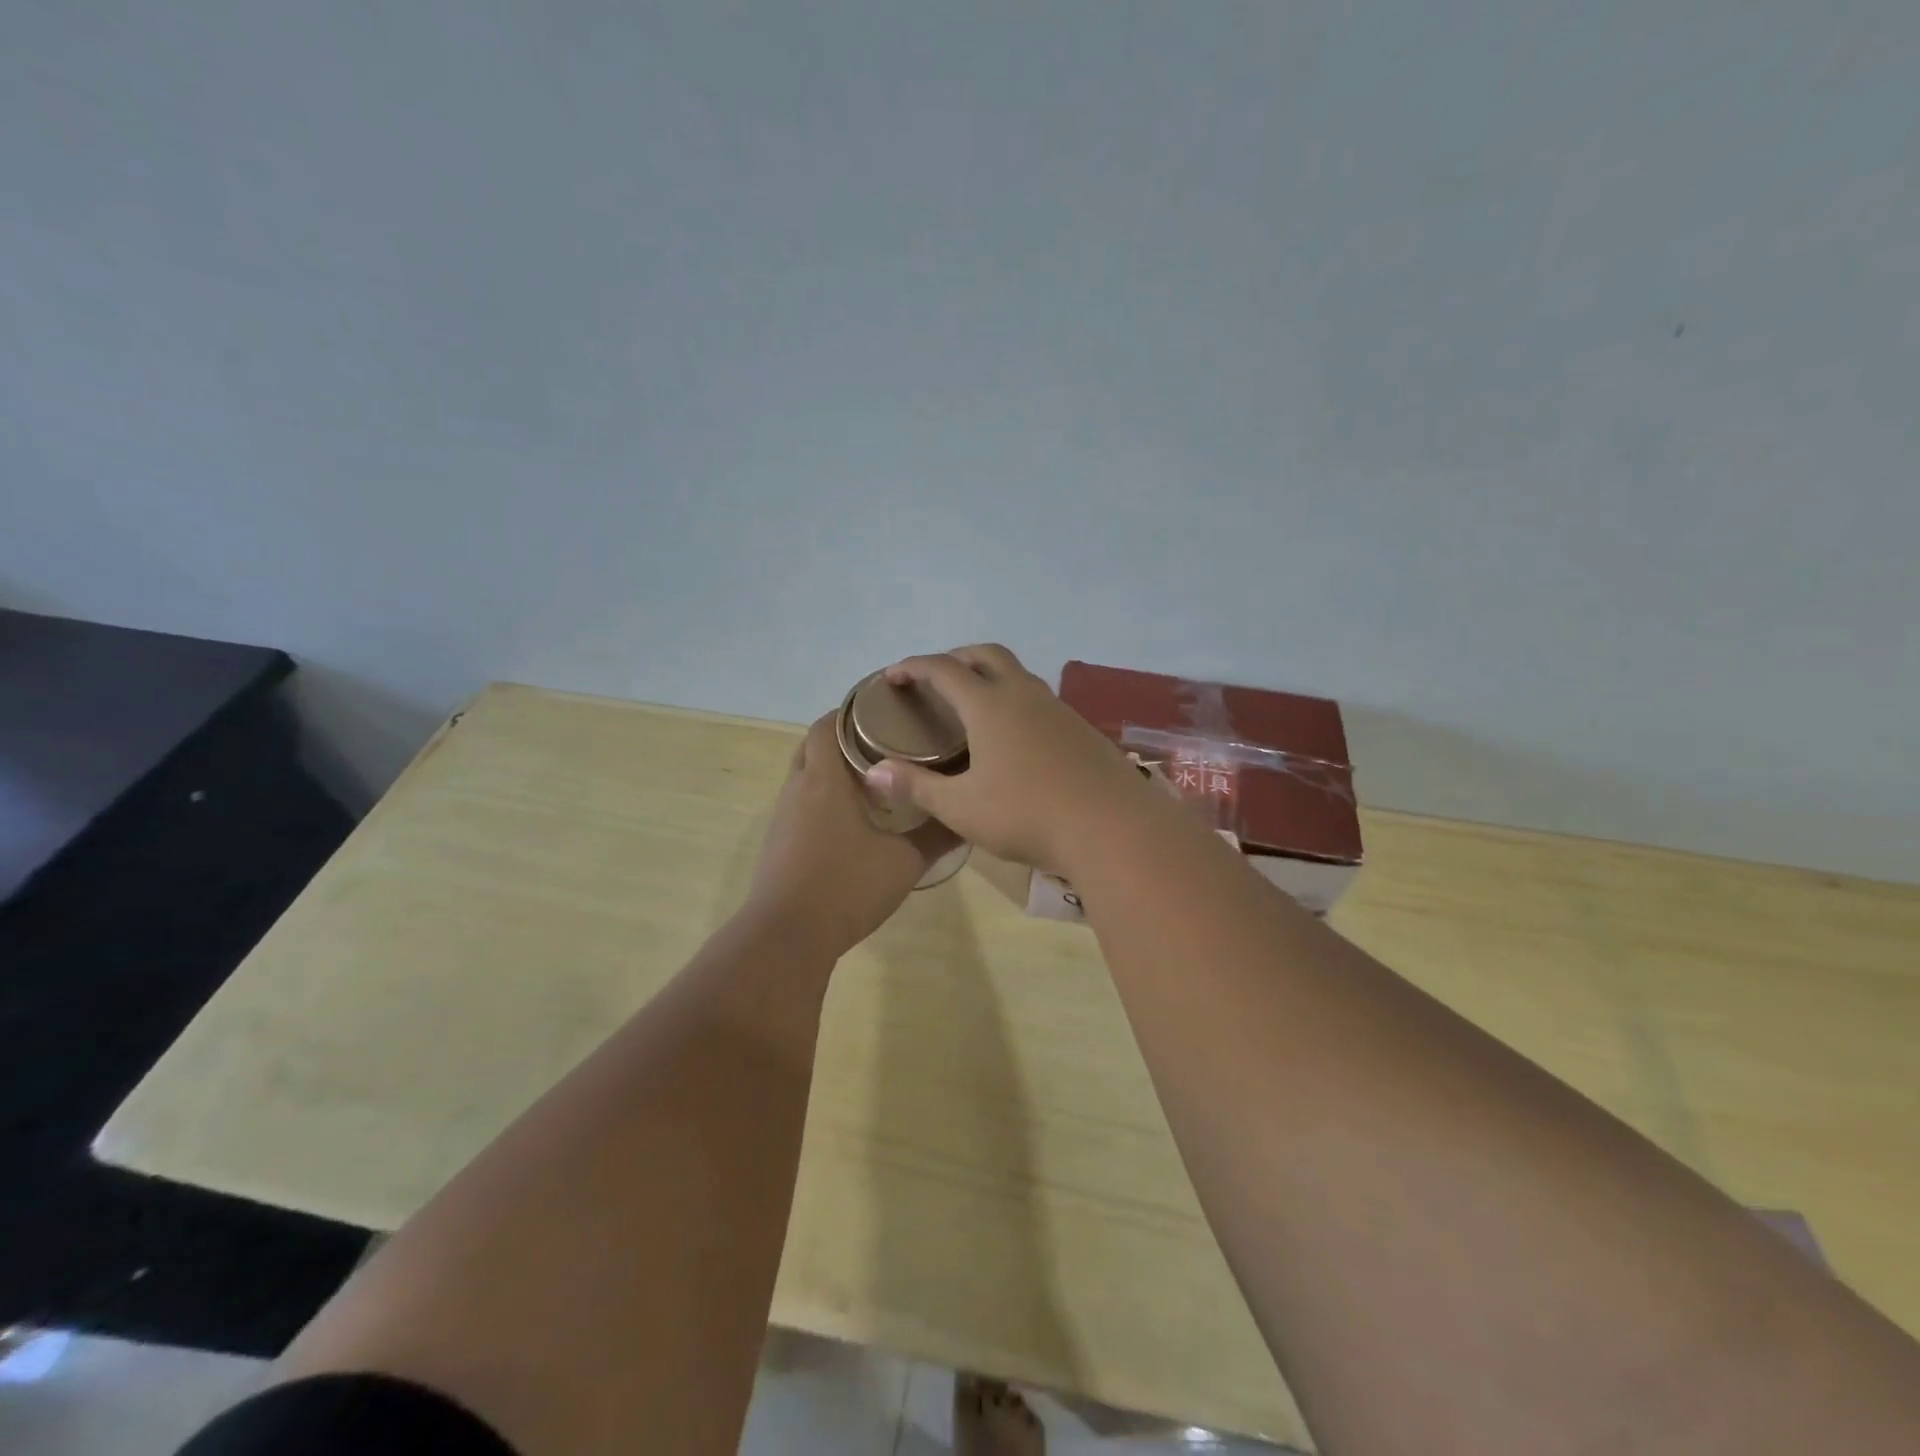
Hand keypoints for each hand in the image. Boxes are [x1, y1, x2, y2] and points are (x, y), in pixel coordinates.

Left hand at [743, 713, 957, 957]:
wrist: (787, 937)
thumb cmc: (846, 887)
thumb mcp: (904, 862)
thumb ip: (937, 835)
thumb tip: (968, 816)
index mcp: (824, 779)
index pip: (827, 724)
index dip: (851, 711)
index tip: (884, 710)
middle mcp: (798, 789)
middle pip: (814, 746)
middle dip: (844, 738)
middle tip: (885, 743)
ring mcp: (783, 818)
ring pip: (806, 776)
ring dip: (833, 771)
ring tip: (874, 779)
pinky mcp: (778, 843)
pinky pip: (801, 805)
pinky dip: (823, 800)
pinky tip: (852, 821)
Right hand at [865, 645, 1159, 875]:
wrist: (1111, 827)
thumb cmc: (1027, 815)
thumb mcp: (962, 807)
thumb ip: (917, 786)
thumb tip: (875, 772)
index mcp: (990, 705)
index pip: (943, 669)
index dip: (914, 667)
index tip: (893, 676)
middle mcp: (1024, 694)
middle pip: (986, 655)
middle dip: (955, 658)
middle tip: (935, 679)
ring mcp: (1057, 708)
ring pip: (1017, 673)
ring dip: (989, 675)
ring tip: (972, 704)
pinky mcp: (1080, 727)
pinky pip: (1038, 697)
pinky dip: (1014, 698)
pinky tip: (1013, 733)